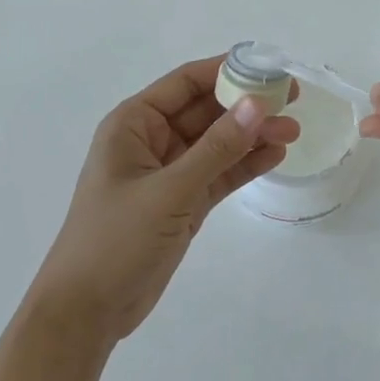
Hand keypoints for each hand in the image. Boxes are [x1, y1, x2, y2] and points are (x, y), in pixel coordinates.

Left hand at [28, 56, 299, 341]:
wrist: (86, 312)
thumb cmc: (115, 240)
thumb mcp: (169, 190)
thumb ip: (216, 148)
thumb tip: (257, 104)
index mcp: (134, 124)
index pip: (186, 83)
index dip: (226, 71)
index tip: (268, 68)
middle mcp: (151, 140)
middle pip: (206, 110)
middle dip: (247, 105)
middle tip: (292, 99)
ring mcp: (169, 173)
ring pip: (217, 143)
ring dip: (252, 135)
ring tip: (293, 130)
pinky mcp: (182, 202)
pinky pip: (218, 173)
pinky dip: (244, 164)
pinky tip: (275, 156)